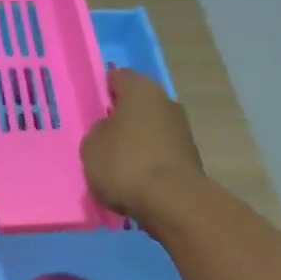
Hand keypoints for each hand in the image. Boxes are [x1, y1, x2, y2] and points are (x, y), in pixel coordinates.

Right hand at [81, 68, 205, 221]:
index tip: (91, 109)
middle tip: (101, 137)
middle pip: (137, 104)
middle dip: (121, 117)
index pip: (118, 77)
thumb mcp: (91, 146)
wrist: (172, 202)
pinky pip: (160, 152)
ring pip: (150, 129)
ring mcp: (182, 130)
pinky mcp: (189, 157)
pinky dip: (148, 161)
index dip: (102, 90)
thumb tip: (111, 130)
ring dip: (136, 141)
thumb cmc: (125, 163)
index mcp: (140, 90)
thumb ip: (98, 131)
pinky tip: (134, 179)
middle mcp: (166, 102)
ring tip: (116, 164)